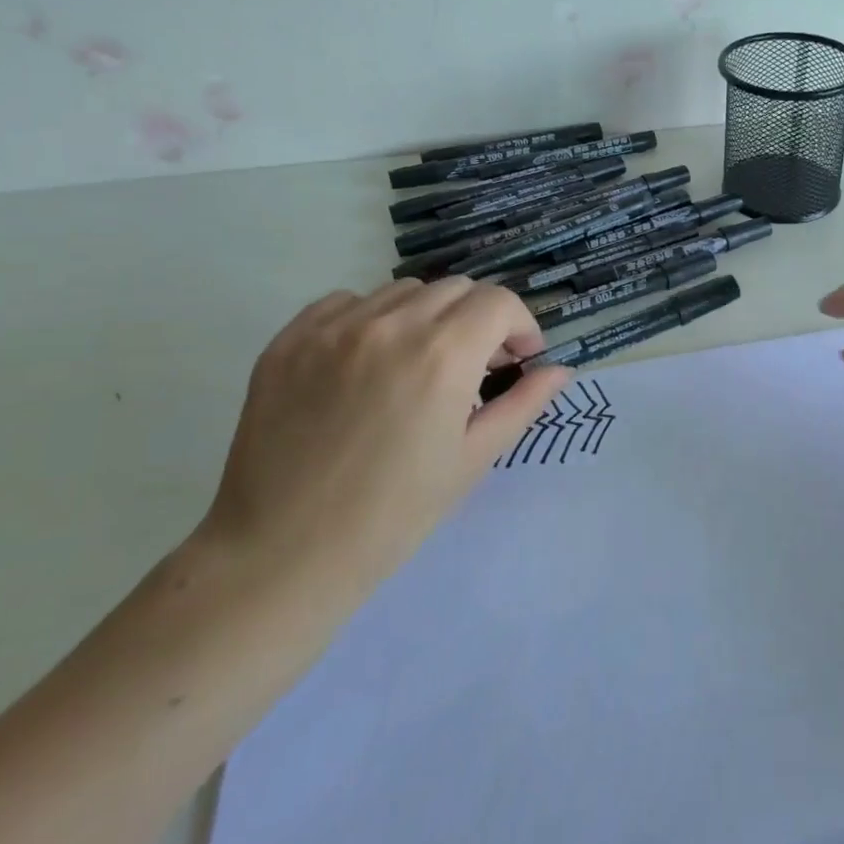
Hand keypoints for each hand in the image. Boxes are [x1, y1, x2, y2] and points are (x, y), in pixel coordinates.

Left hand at [198, 278, 572, 608]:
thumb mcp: (473, 459)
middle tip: (475, 366)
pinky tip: (368, 362)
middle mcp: (391, 325)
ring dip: (428, 316)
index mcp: (443, 355)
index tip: (518, 359)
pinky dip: (371, 319)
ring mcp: (333, 328)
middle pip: (456, 289)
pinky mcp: (289, 340)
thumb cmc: (393, 515)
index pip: (499, 302)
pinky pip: (346, 302)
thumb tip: (560, 370)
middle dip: (480, 319)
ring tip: (420, 363)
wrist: (283, 555)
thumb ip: (523, 403)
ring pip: (403, 291)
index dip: (521, 326)